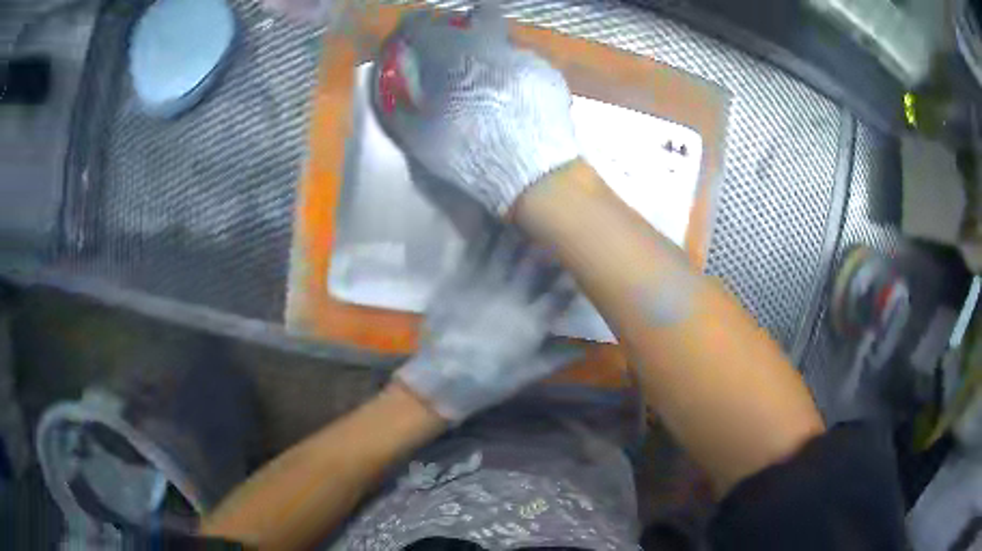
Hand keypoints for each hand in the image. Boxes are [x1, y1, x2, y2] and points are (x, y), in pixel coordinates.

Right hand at [372, 7, 578, 216]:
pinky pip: (527, 64)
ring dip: (495, 54)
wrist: (533, 173)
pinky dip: (517, 75)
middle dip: (468, 22)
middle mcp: (490, 43)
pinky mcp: (549, 74)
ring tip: (493, 86)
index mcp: (451, 53)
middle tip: (461, 49)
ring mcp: (525, 56)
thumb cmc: (467, 152)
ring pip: (507, 40)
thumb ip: (397, 107)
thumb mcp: (417, 138)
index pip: (421, 24)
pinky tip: (518, 101)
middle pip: (481, 13)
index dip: (411, 29)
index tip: (409, 40)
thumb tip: (390, 94)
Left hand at [395, 227, 578, 421]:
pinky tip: (488, 219)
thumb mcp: (527, 375)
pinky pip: (472, 253)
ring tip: (524, 210)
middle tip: (554, 222)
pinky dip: (482, 234)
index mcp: (532, 322)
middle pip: (534, 263)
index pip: (559, 291)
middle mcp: (511, 298)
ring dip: (516, 230)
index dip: (571, 273)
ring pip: (504, 251)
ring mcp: (483, 287)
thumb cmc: (487, 382)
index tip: (580, 258)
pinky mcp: (458, 283)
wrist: (441, 381)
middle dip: (546, 242)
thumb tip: (591, 348)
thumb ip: (558, 357)